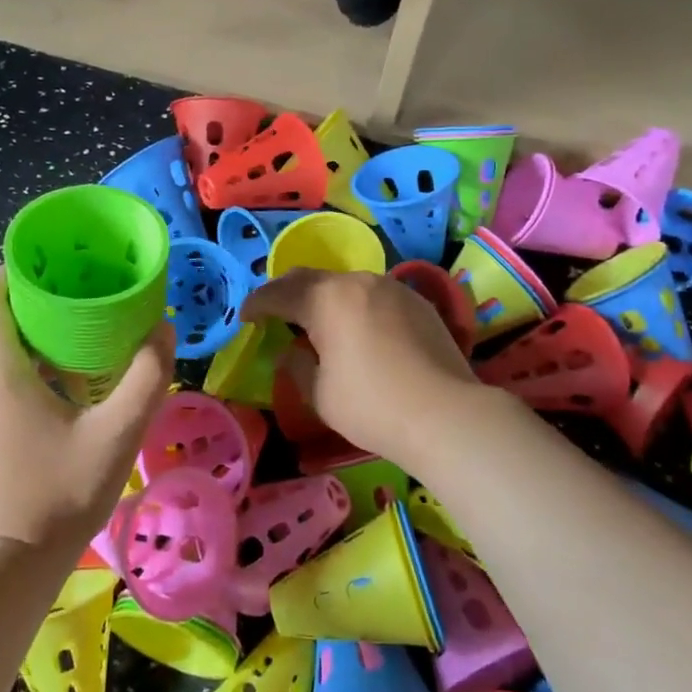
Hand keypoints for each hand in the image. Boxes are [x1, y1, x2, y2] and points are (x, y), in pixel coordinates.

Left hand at [0, 270, 174, 551]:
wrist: (3, 570)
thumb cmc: (57, 494)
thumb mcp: (117, 435)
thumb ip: (146, 376)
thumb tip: (162, 328)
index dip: (18, 270)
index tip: (59, 269)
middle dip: (35, 301)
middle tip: (84, 298)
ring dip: (30, 336)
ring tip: (79, 337)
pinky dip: (21, 366)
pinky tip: (62, 388)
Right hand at [243, 268, 485, 475]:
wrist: (445, 414)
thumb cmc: (372, 406)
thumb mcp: (319, 394)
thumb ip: (297, 365)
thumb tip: (294, 351)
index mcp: (326, 300)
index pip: (279, 293)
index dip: (257, 304)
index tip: (246, 317)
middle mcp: (357, 282)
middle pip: (311, 278)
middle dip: (287, 292)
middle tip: (274, 311)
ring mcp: (392, 287)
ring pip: (346, 284)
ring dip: (324, 298)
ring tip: (318, 321)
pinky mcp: (418, 301)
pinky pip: (375, 295)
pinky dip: (356, 306)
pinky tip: (359, 328)